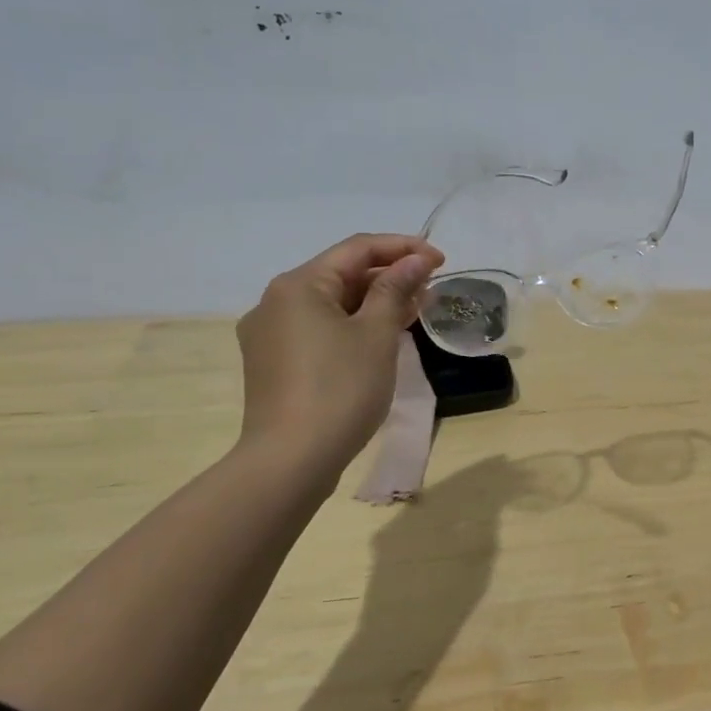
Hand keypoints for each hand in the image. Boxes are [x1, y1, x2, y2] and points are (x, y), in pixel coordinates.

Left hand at [235, 233, 444, 476]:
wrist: (290, 462)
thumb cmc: (340, 389)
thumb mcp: (376, 334)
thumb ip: (395, 290)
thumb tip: (415, 261)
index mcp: (298, 285)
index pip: (357, 248)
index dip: (403, 248)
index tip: (441, 261)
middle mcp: (276, 302)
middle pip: (341, 274)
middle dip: (389, 276)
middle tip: (430, 289)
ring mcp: (270, 335)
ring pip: (331, 303)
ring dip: (374, 302)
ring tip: (415, 310)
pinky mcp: (274, 363)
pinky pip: (319, 328)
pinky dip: (353, 325)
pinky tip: (382, 336)